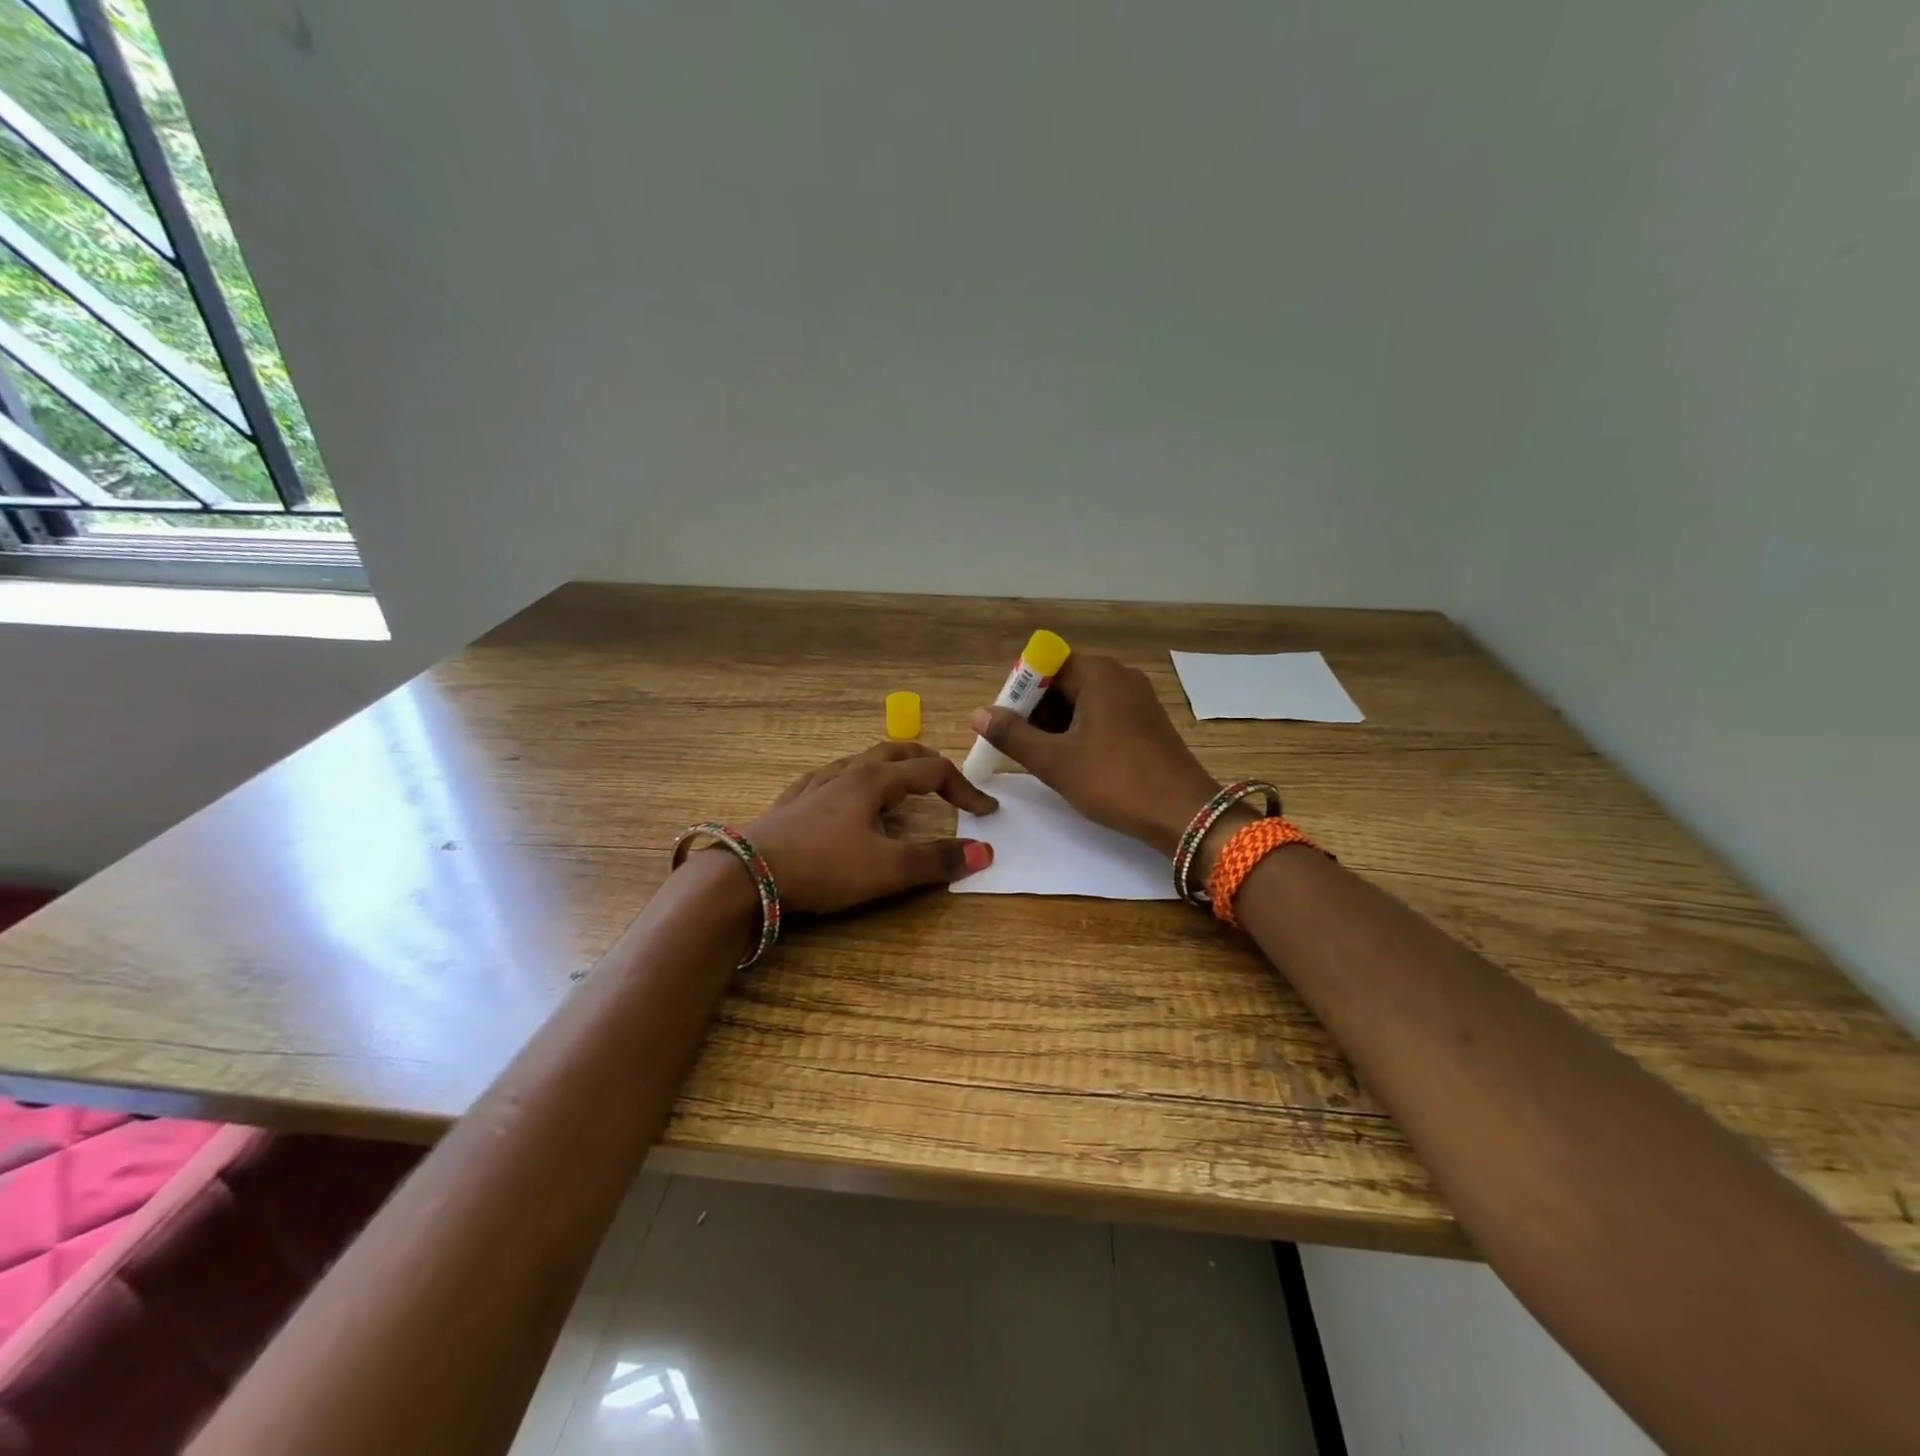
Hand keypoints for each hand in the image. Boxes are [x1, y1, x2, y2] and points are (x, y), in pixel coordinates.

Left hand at [738, 742, 998, 914]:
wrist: (748, 875)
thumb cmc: (824, 867)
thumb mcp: (888, 869)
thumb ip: (937, 860)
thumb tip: (985, 852)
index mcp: (875, 780)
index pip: (933, 771)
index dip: (964, 789)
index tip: (985, 812)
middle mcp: (848, 772)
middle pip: (897, 753)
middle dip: (928, 764)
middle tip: (949, 784)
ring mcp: (816, 784)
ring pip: (863, 762)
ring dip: (892, 770)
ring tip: (903, 789)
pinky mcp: (794, 802)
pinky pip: (832, 779)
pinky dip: (856, 782)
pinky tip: (846, 798)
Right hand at [971, 655, 1220, 856]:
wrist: (1185, 814)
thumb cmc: (1115, 781)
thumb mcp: (1055, 761)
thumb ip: (1012, 735)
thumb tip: (978, 714)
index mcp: (1098, 674)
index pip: (1043, 665)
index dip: (1018, 692)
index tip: (1004, 725)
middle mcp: (1119, 676)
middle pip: (1062, 682)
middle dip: (1034, 712)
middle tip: (1018, 748)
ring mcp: (1137, 699)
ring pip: (1081, 702)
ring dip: (1055, 726)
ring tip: (1042, 760)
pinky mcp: (1146, 722)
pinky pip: (1101, 716)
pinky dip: (1080, 733)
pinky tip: (1072, 763)